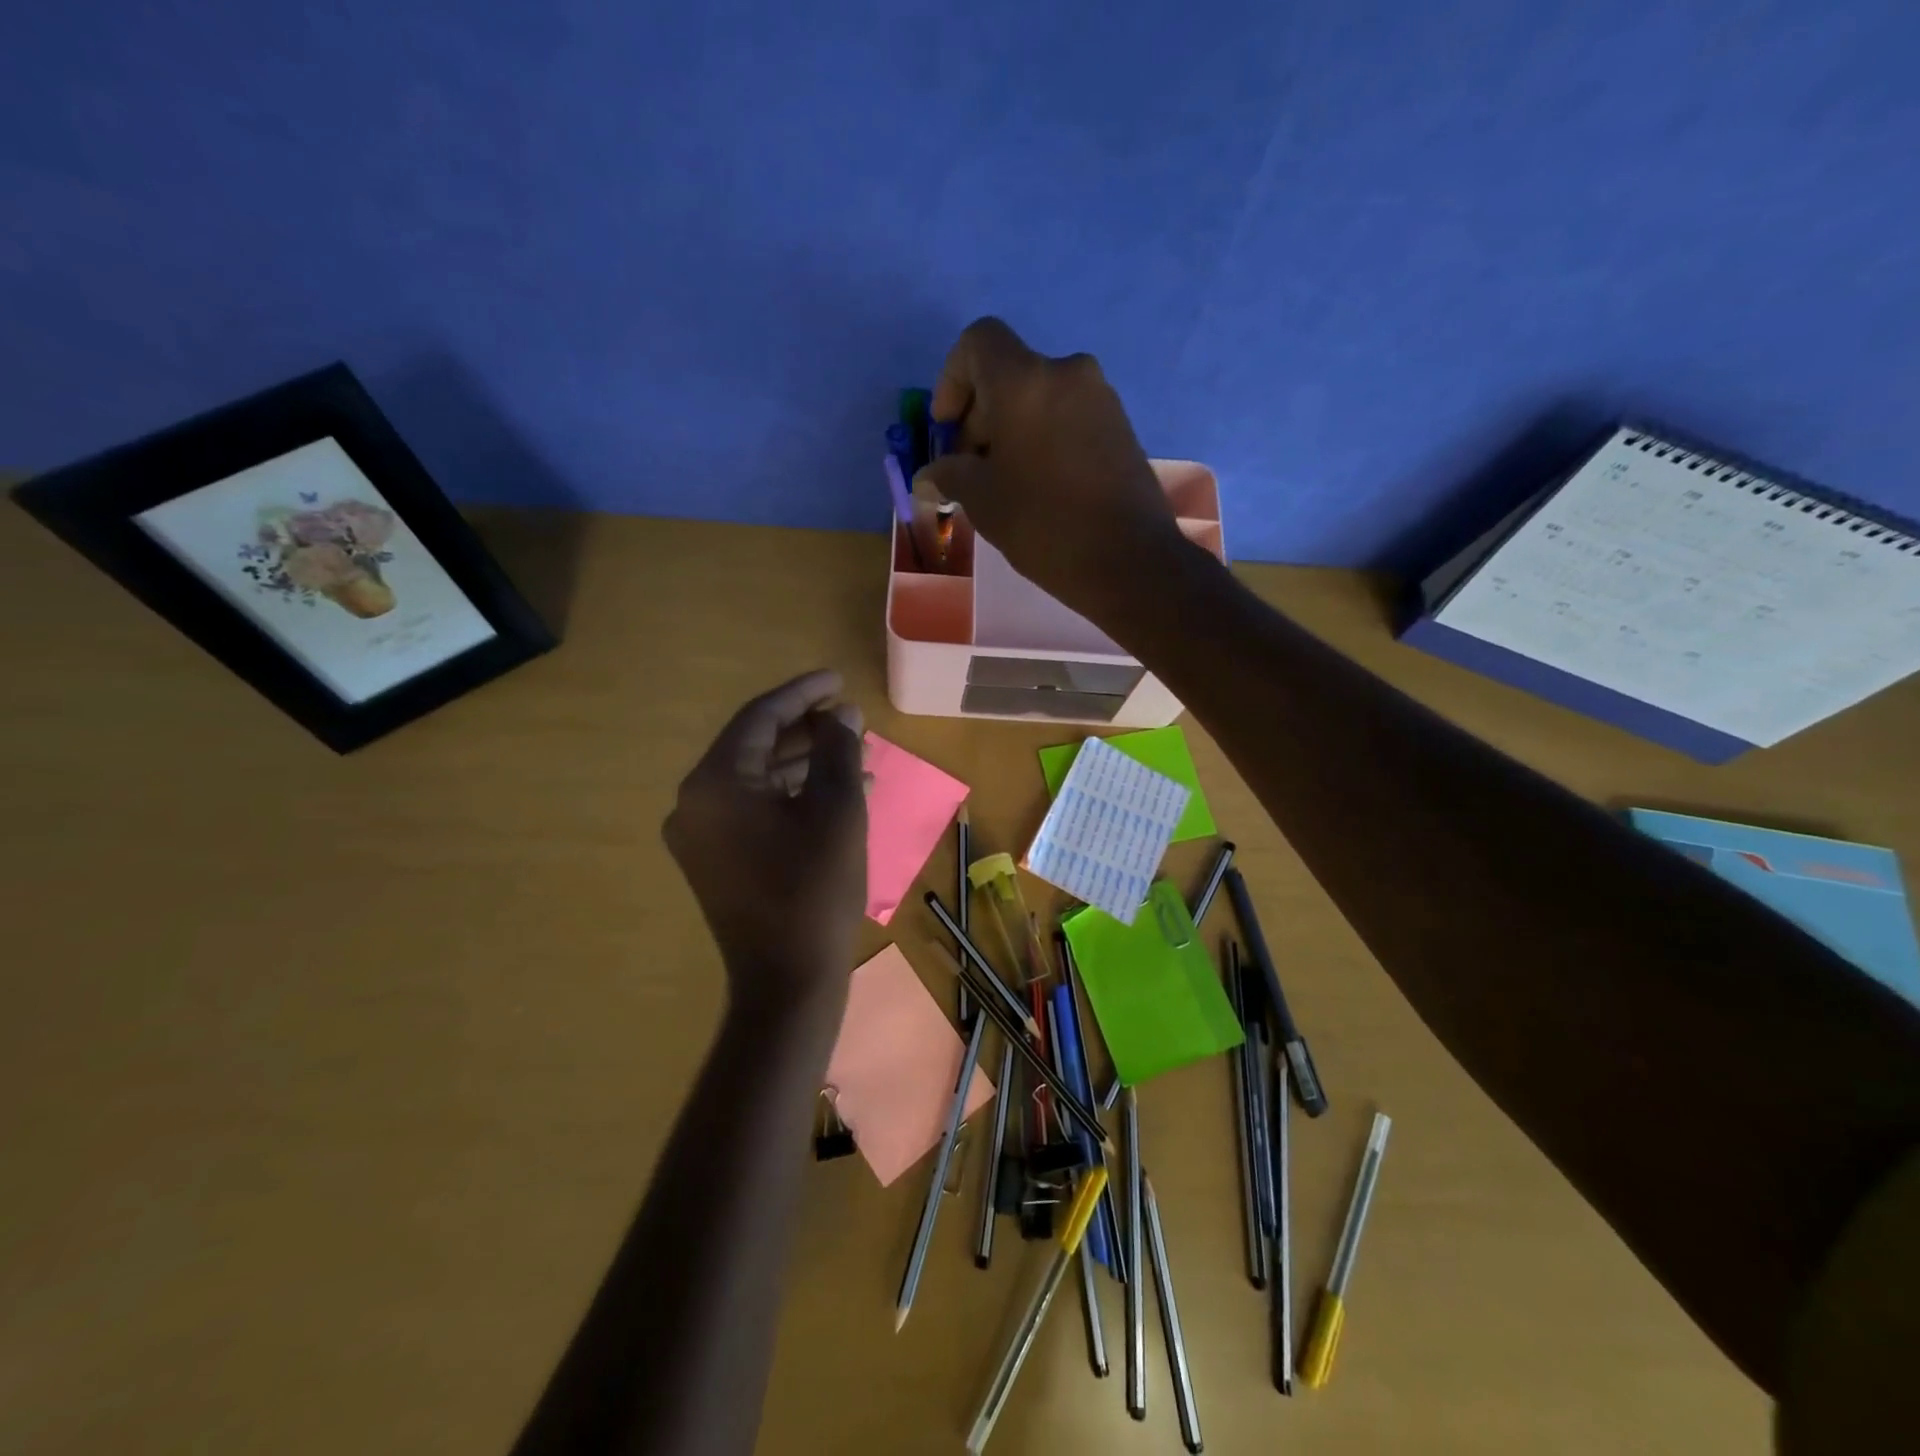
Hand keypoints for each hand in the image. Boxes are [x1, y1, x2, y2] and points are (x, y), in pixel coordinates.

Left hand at [664, 670, 867, 1015]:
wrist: (788, 980)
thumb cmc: (815, 889)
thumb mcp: (837, 809)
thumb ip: (837, 750)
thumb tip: (841, 715)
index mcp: (716, 782)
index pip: (760, 716)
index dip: (802, 693)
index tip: (838, 679)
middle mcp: (695, 802)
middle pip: (755, 745)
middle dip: (806, 729)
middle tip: (849, 718)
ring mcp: (701, 835)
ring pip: (757, 779)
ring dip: (804, 764)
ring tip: (854, 754)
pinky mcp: (715, 861)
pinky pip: (754, 810)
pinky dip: (791, 797)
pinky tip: (836, 794)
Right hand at [915, 317, 1185, 620]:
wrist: (1130, 560)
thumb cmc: (1044, 525)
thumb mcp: (983, 501)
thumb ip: (949, 475)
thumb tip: (929, 475)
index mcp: (1024, 380)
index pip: (978, 342)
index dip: (952, 380)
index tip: (948, 430)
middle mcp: (1066, 373)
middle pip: (1008, 373)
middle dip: (979, 416)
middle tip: (970, 469)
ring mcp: (1100, 398)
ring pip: (1039, 396)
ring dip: (1012, 430)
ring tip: (1005, 483)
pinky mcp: (1121, 426)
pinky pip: (1068, 416)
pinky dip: (1044, 437)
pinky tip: (1041, 486)